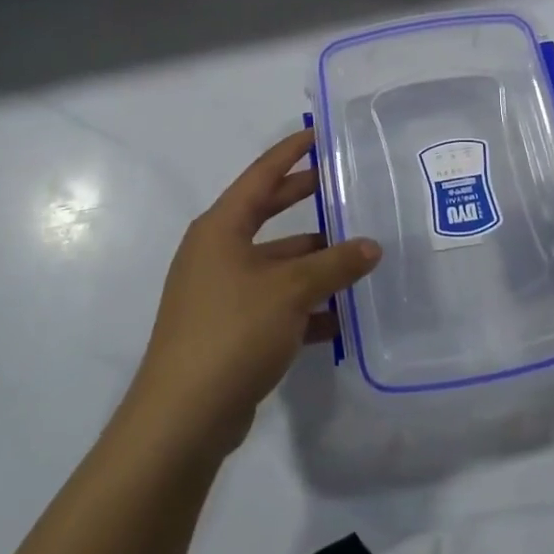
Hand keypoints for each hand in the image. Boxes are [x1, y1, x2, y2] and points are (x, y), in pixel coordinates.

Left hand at [130, 130, 380, 453]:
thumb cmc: (232, 331)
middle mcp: (217, 253)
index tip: (318, 134)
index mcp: (221, 229)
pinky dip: (305, 306)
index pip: (261, 175)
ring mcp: (220, 293)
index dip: (290, 153)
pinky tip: (340, 318)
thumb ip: (335, 264)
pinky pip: (275, 303)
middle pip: (268, 214)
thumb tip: (371, 246)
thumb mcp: (291, 290)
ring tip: (359, 257)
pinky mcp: (229, 329)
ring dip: (314, 262)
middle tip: (343, 184)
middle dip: (305, 199)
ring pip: (277, 264)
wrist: (182, 418)